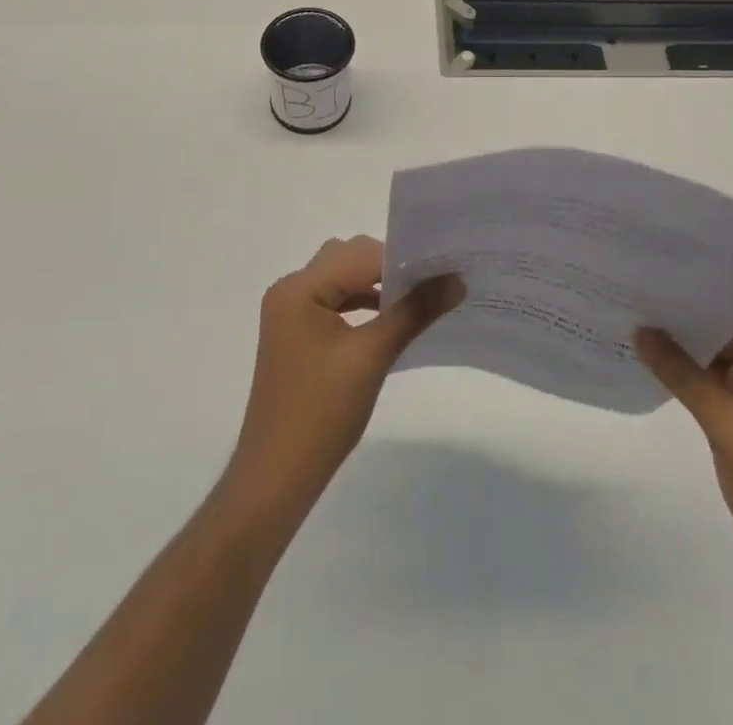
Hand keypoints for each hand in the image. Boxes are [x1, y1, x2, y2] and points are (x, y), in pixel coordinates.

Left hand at [227, 236, 462, 515]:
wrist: (276, 478)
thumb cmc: (321, 413)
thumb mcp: (372, 356)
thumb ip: (414, 312)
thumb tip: (456, 280)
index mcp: (299, 288)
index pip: (359, 255)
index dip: (402, 260)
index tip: (442, 268)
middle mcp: (290, 290)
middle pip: (348, 259)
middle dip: (390, 267)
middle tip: (433, 281)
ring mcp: (290, 313)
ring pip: (341, 280)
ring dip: (376, 286)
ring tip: (418, 299)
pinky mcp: (297, 335)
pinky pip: (334, 303)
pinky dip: (362, 305)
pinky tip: (389, 321)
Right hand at [637, 305, 732, 616]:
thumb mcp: (729, 426)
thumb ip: (683, 374)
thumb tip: (640, 330)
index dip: (706, 287)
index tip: (662, 271)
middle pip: (732, 327)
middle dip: (689, 313)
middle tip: (638, 288)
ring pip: (721, 354)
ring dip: (685, 343)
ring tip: (636, 314)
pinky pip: (716, 381)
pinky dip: (688, 372)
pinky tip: (652, 357)